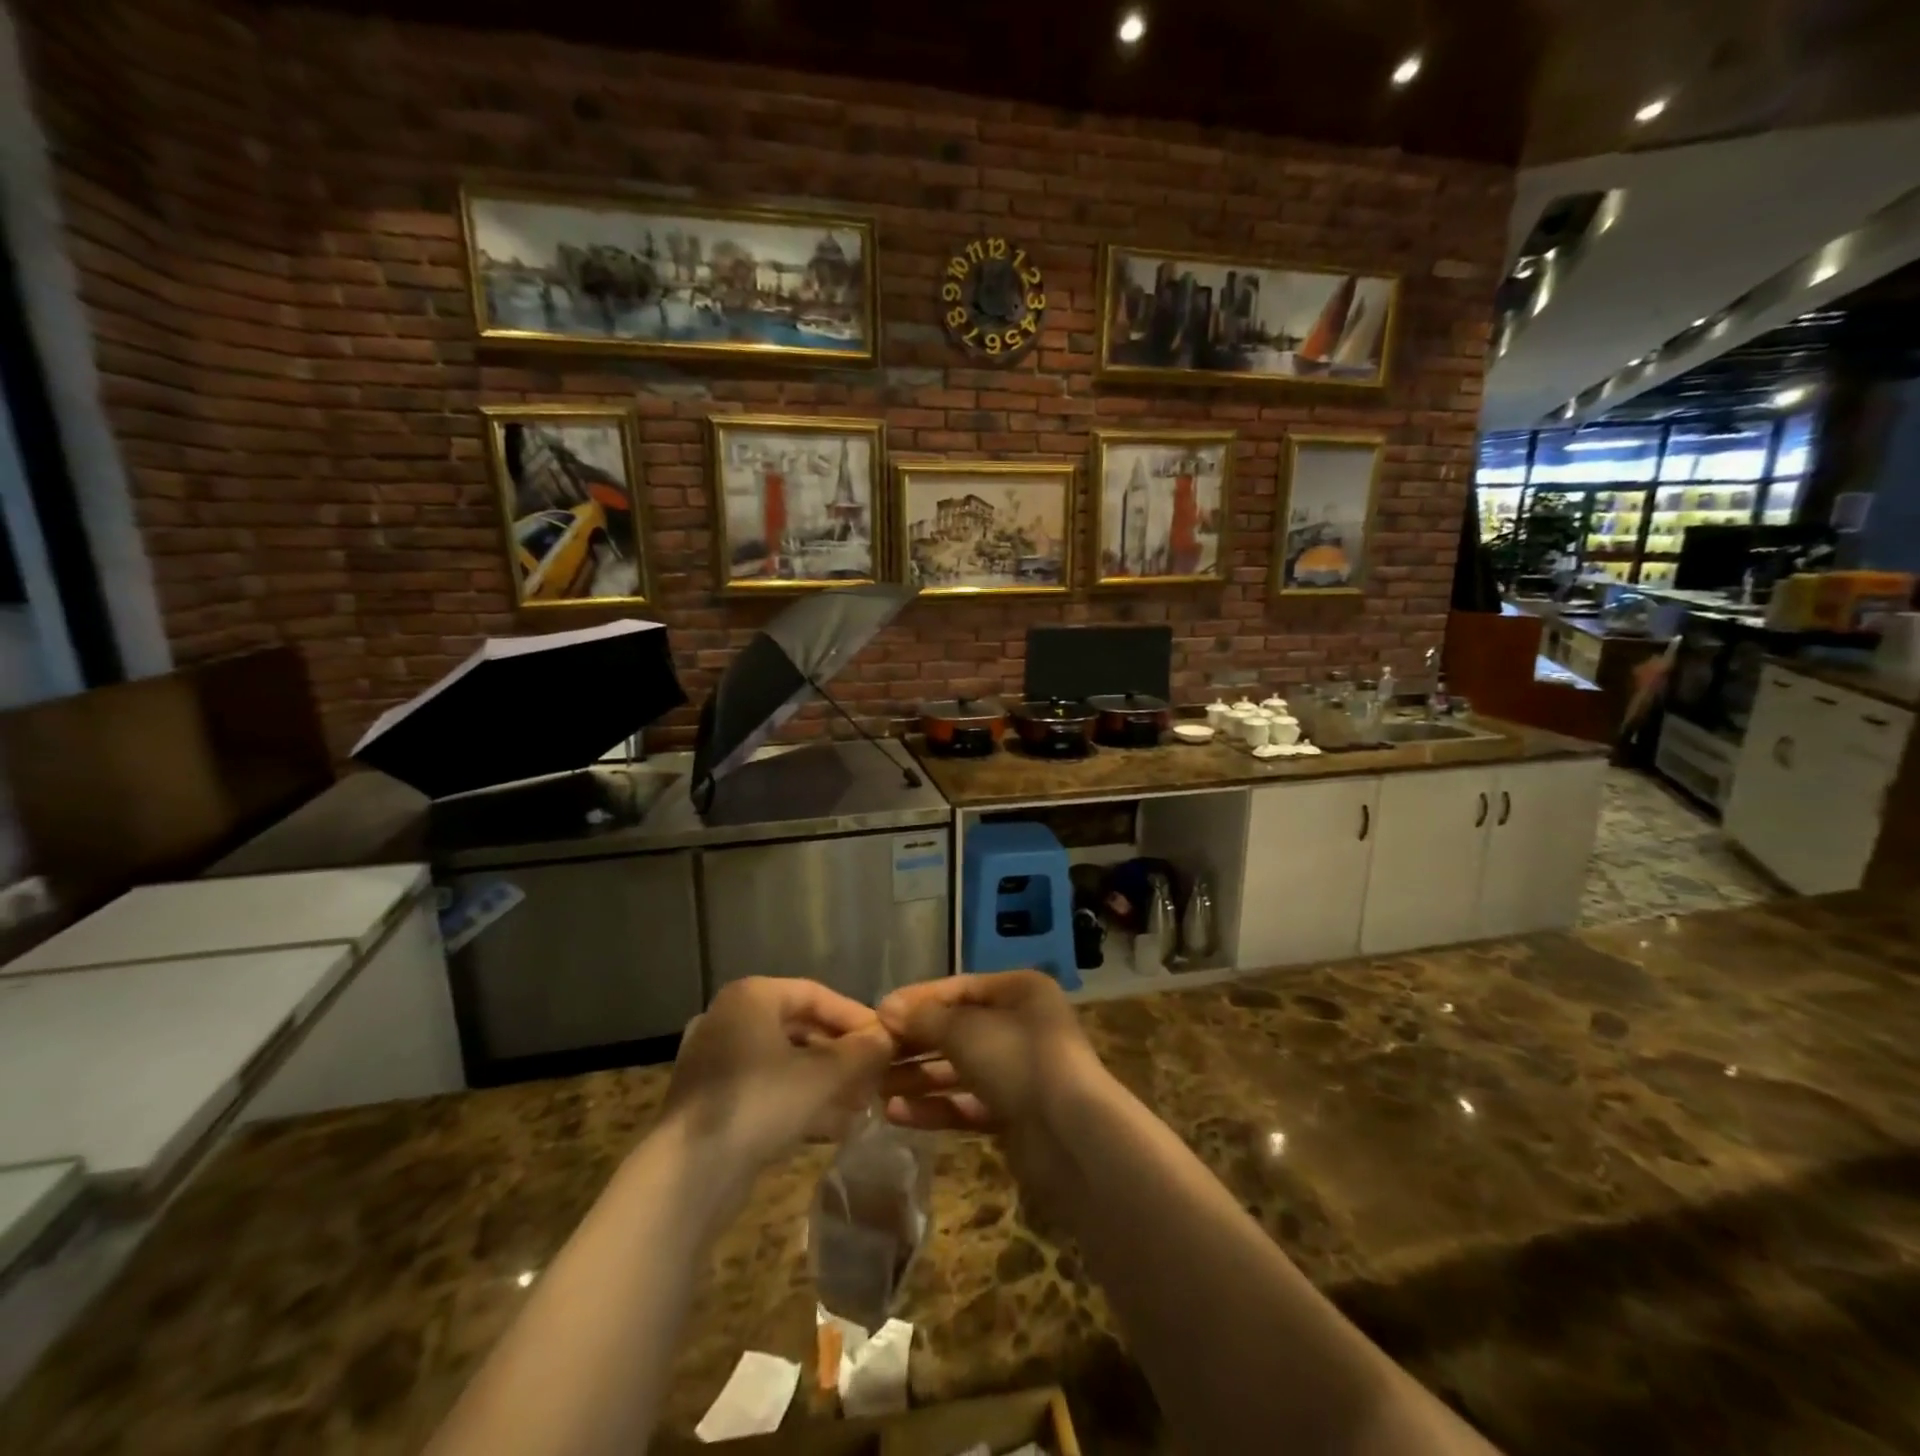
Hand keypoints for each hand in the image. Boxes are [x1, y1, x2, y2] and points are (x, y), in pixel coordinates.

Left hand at [666, 978, 893, 1170]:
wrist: (688, 1176)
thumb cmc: (760, 1104)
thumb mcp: (822, 1076)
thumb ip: (860, 1052)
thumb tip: (888, 1037)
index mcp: (751, 997)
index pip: (815, 994)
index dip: (854, 1016)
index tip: (885, 1040)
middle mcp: (728, 1019)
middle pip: (799, 1028)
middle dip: (840, 1053)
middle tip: (874, 1073)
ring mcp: (715, 1062)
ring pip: (783, 1062)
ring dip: (824, 1080)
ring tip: (862, 1102)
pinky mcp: (711, 1102)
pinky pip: (765, 1089)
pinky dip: (798, 1100)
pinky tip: (835, 1126)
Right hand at [876, 971, 1103, 1138]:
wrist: (1071, 1136)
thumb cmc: (1017, 1060)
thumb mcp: (964, 1030)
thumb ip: (924, 1019)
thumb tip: (886, 1008)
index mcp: (1020, 992)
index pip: (960, 989)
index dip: (919, 1000)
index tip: (879, 1014)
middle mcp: (1022, 1026)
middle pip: (958, 1030)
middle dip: (915, 1044)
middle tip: (872, 1055)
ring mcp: (1020, 1072)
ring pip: (960, 1069)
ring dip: (919, 1078)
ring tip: (876, 1088)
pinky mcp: (1015, 1114)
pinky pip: (968, 1104)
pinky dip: (936, 1107)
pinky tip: (897, 1113)